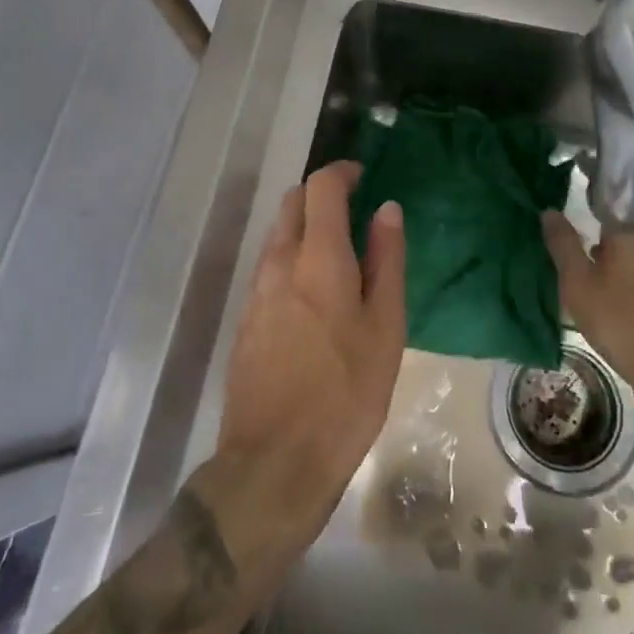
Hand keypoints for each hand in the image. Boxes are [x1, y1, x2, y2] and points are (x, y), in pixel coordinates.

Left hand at [214, 162, 406, 554]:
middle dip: (321, 196)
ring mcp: (256, 290)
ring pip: (278, 235)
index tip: (363, 177)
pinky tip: (315, 295)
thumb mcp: (385, 328)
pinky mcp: (246, 318)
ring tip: (340, 257)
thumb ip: (386, 261)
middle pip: (293, 203)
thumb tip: (387, 209)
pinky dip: (292, 259)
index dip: (342, 172)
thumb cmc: (345, 393)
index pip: (321, 187)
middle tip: (354, 214)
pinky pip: (270, 267)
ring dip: (306, 228)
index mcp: (317, 257)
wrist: (274, 461)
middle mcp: (279, 262)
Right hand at [543, 213, 633, 404]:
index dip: (589, 196)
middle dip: (601, 233)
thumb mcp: (578, 284)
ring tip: (593, 274)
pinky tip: (618, 296)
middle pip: (623, 227)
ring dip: (616, 257)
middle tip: (577, 248)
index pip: (609, 198)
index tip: (573, 205)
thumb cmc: (622, 322)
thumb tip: (549, 211)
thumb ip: (563, 244)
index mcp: (633, 230)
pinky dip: (632, 275)